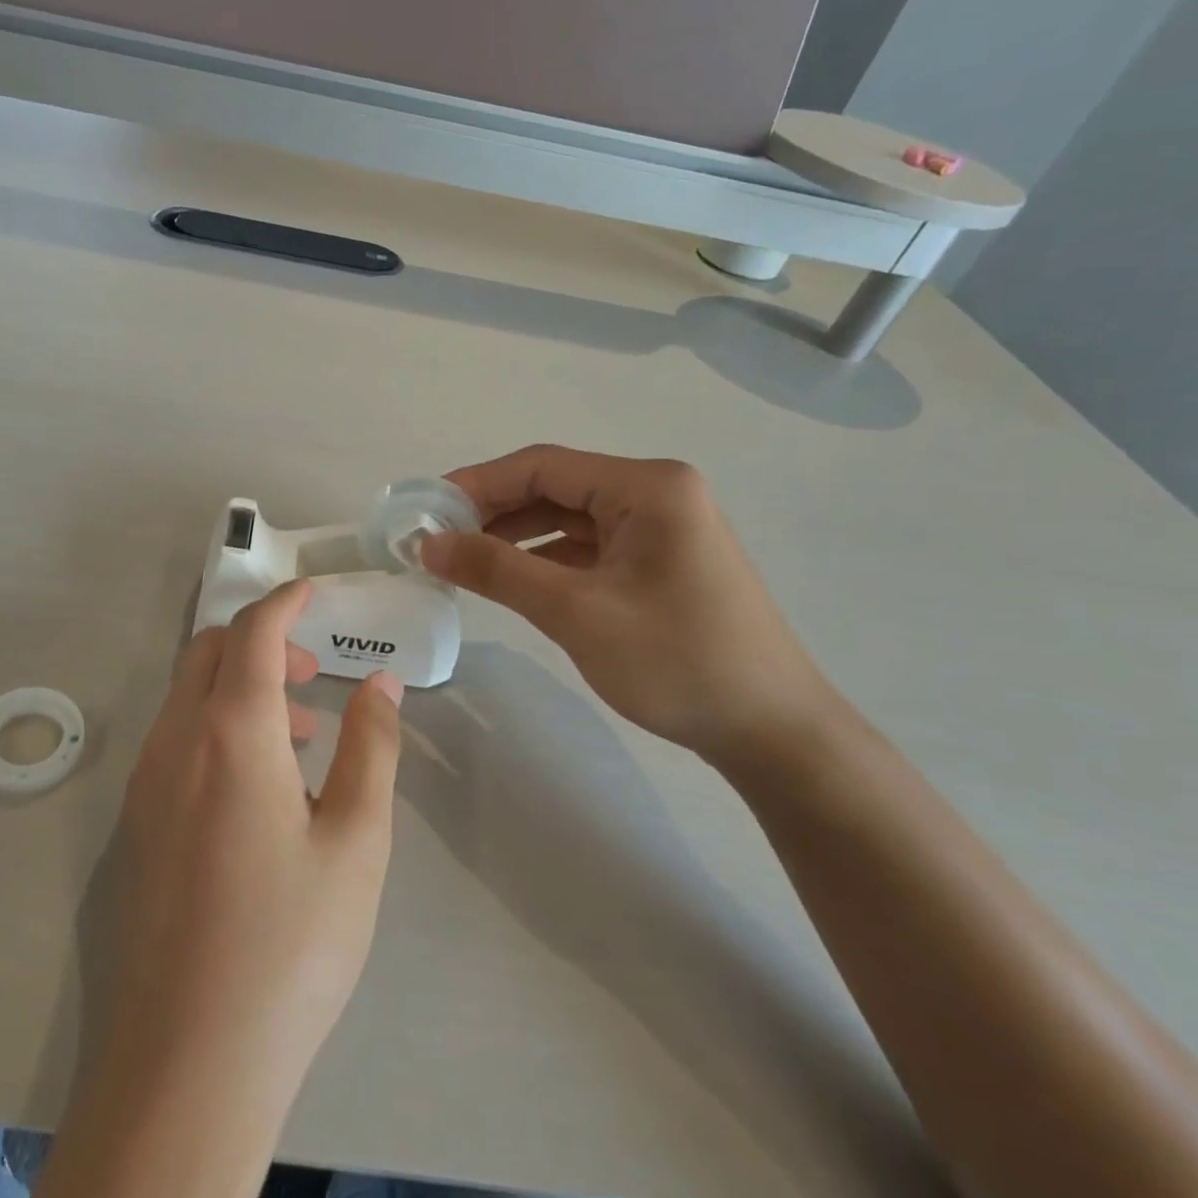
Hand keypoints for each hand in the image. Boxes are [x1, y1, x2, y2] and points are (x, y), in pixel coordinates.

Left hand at [14, 580, 403, 1197]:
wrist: (188, 1061)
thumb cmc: (289, 945)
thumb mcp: (355, 842)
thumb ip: (370, 748)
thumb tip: (382, 684)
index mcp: (229, 734)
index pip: (252, 633)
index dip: (285, 602)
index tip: (314, 591)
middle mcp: (174, 743)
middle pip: (208, 651)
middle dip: (260, 641)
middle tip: (313, 671)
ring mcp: (145, 784)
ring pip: (186, 695)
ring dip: (238, 685)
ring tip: (297, 731)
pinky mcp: (136, 823)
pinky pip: (174, 739)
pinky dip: (215, 725)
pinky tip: (256, 784)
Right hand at [421, 445, 846, 764]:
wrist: (772, 732)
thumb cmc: (677, 662)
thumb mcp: (576, 612)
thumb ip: (498, 570)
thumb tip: (429, 543)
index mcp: (648, 487)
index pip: (543, 465)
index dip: (478, 483)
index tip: (426, 508)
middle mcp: (657, 494)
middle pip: (555, 487)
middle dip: (493, 510)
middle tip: (437, 538)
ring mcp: (661, 528)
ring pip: (568, 517)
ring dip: (515, 535)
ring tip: (462, 558)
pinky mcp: (659, 562)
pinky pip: (588, 547)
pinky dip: (545, 558)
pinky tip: (511, 578)